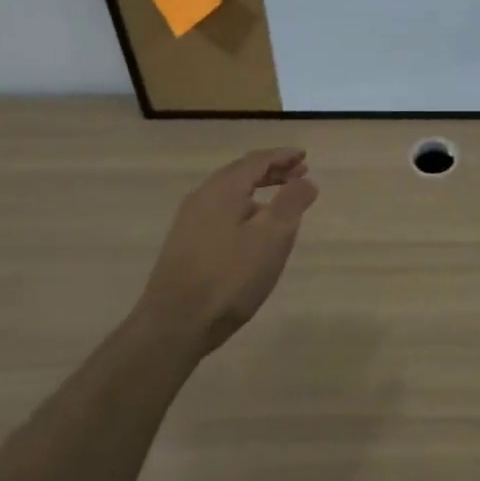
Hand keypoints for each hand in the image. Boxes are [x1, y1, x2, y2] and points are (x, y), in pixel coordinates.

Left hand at [142, 148, 319, 354]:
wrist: (174, 324)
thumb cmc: (230, 277)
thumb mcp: (272, 237)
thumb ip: (292, 203)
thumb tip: (305, 179)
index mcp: (223, 190)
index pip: (256, 161)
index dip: (282, 156)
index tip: (304, 156)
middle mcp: (202, 198)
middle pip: (240, 173)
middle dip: (271, 171)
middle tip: (298, 173)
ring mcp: (189, 222)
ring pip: (229, 193)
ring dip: (257, 190)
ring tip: (280, 200)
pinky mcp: (185, 245)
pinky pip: (220, 211)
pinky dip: (244, 207)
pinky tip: (252, 229)